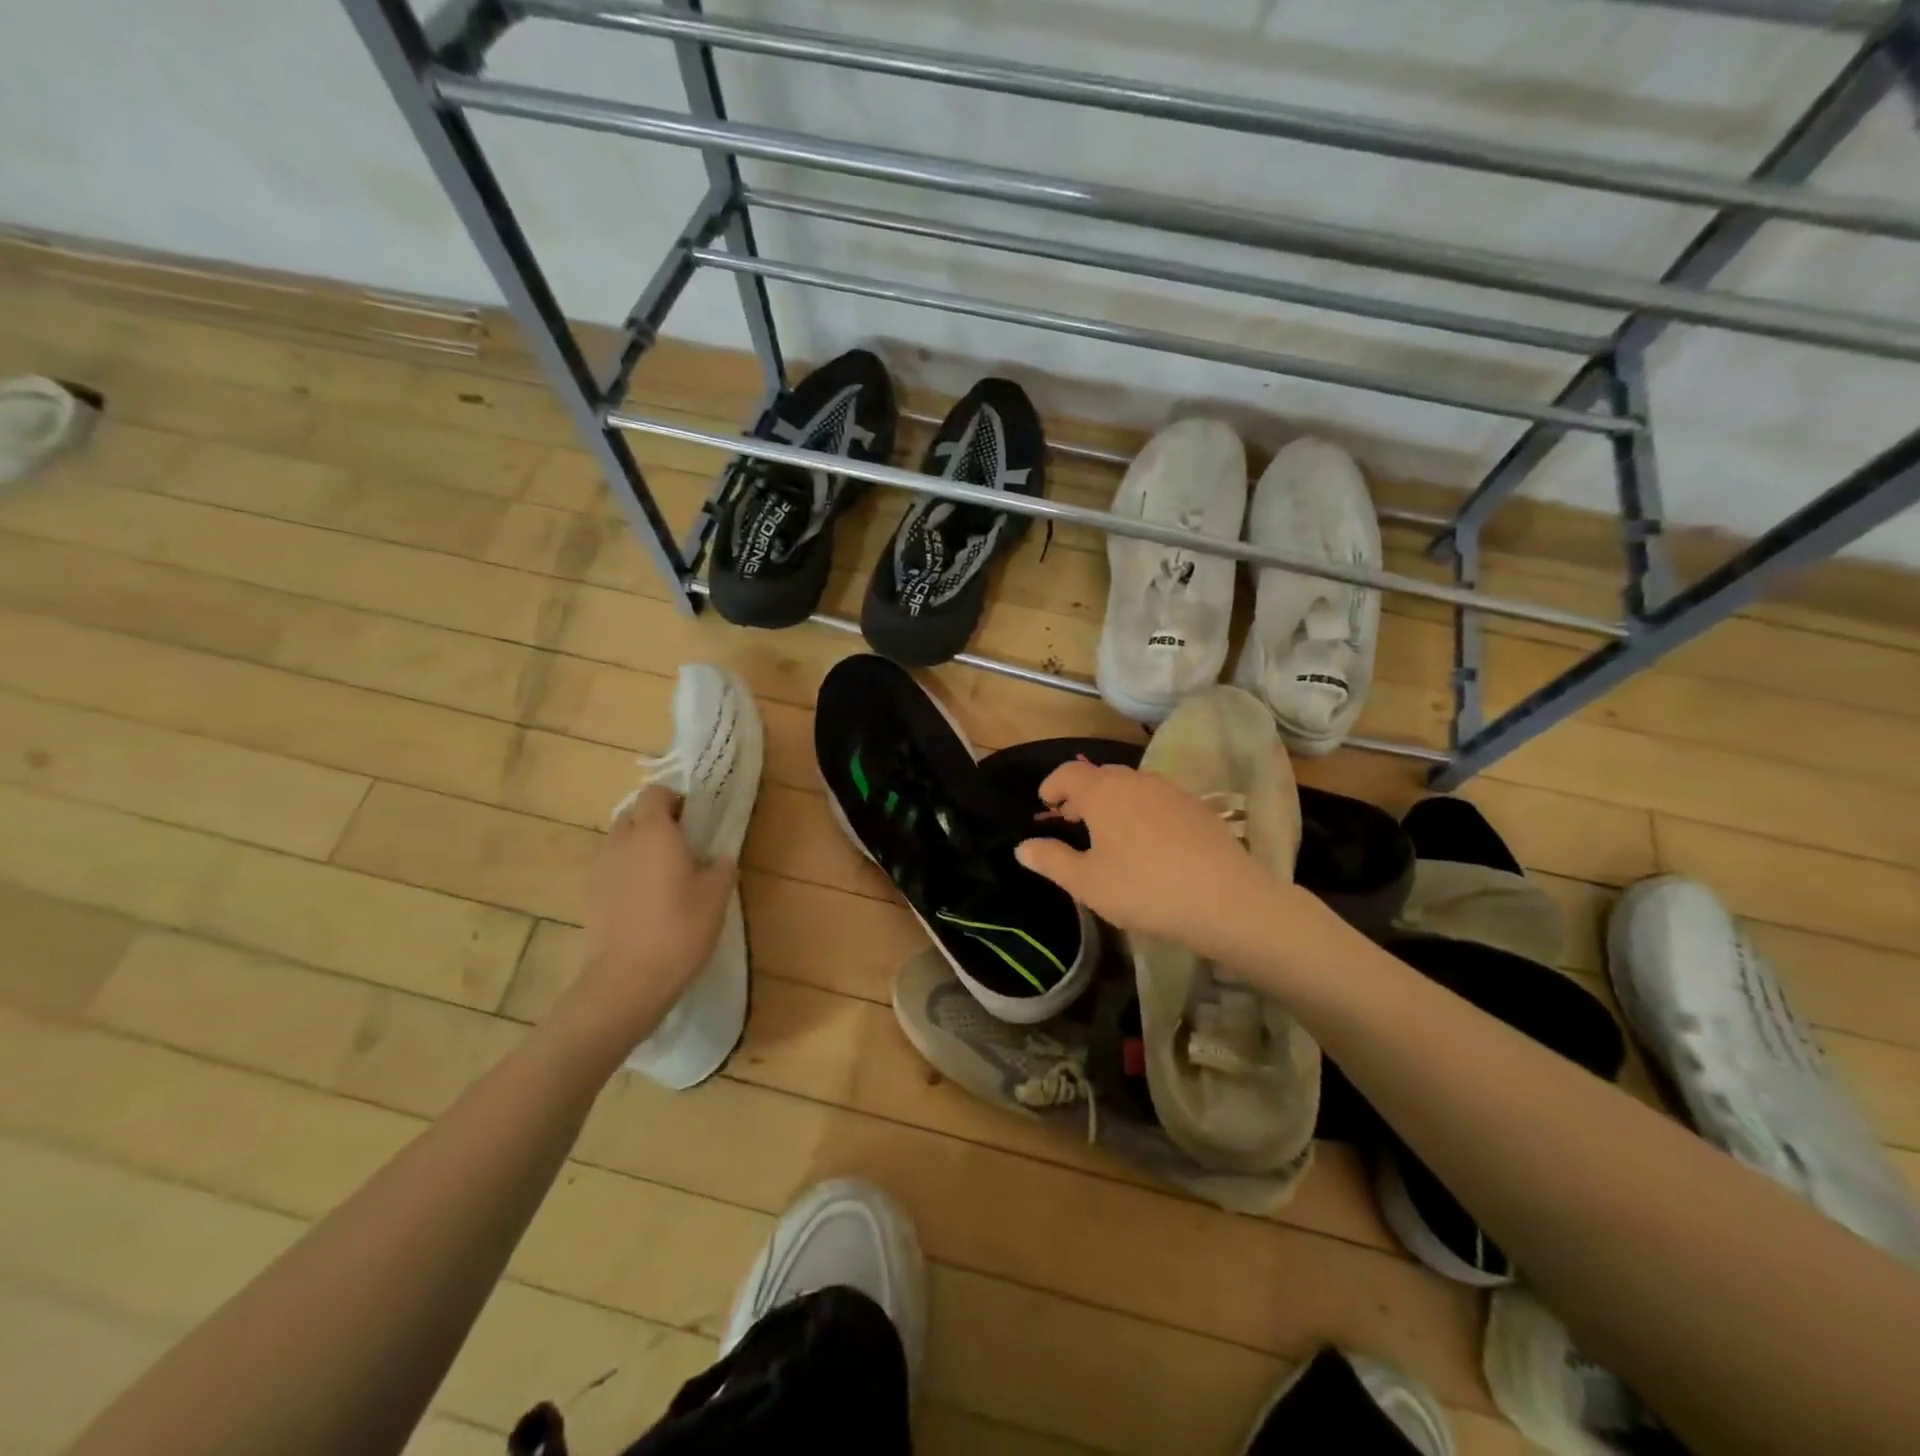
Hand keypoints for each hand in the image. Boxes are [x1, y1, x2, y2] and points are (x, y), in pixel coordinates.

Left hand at [564, 786, 736, 1043]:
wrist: (626, 980)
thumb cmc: (679, 929)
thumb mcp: (716, 896)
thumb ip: (721, 866)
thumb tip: (718, 857)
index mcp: (654, 831)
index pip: (656, 793)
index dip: (676, 800)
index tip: (696, 819)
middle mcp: (622, 841)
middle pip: (634, 814)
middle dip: (657, 820)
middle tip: (684, 845)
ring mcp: (600, 868)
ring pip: (621, 841)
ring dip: (641, 847)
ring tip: (666, 874)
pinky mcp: (590, 895)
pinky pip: (612, 868)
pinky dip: (628, 872)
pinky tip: (647, 900)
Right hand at [1015, 760, 1293, 963]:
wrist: (1225, 899)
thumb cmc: (1143, 888)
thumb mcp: (1087, 883)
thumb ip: (1051, 860)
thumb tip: (1022, 847)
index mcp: (1103, 792)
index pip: (1068, 774)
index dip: (1052, 785)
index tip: (1045, 804)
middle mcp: (1136, 781)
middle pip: (1100, 776)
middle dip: (1081, 793)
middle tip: (1073, 820)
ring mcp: (1171, 791)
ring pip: (1131, 786)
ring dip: (1113, 800)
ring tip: (1109, 832)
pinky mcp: (1198, 807)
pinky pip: (1157, 799)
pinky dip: (1141, 810)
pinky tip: (1148, 842)